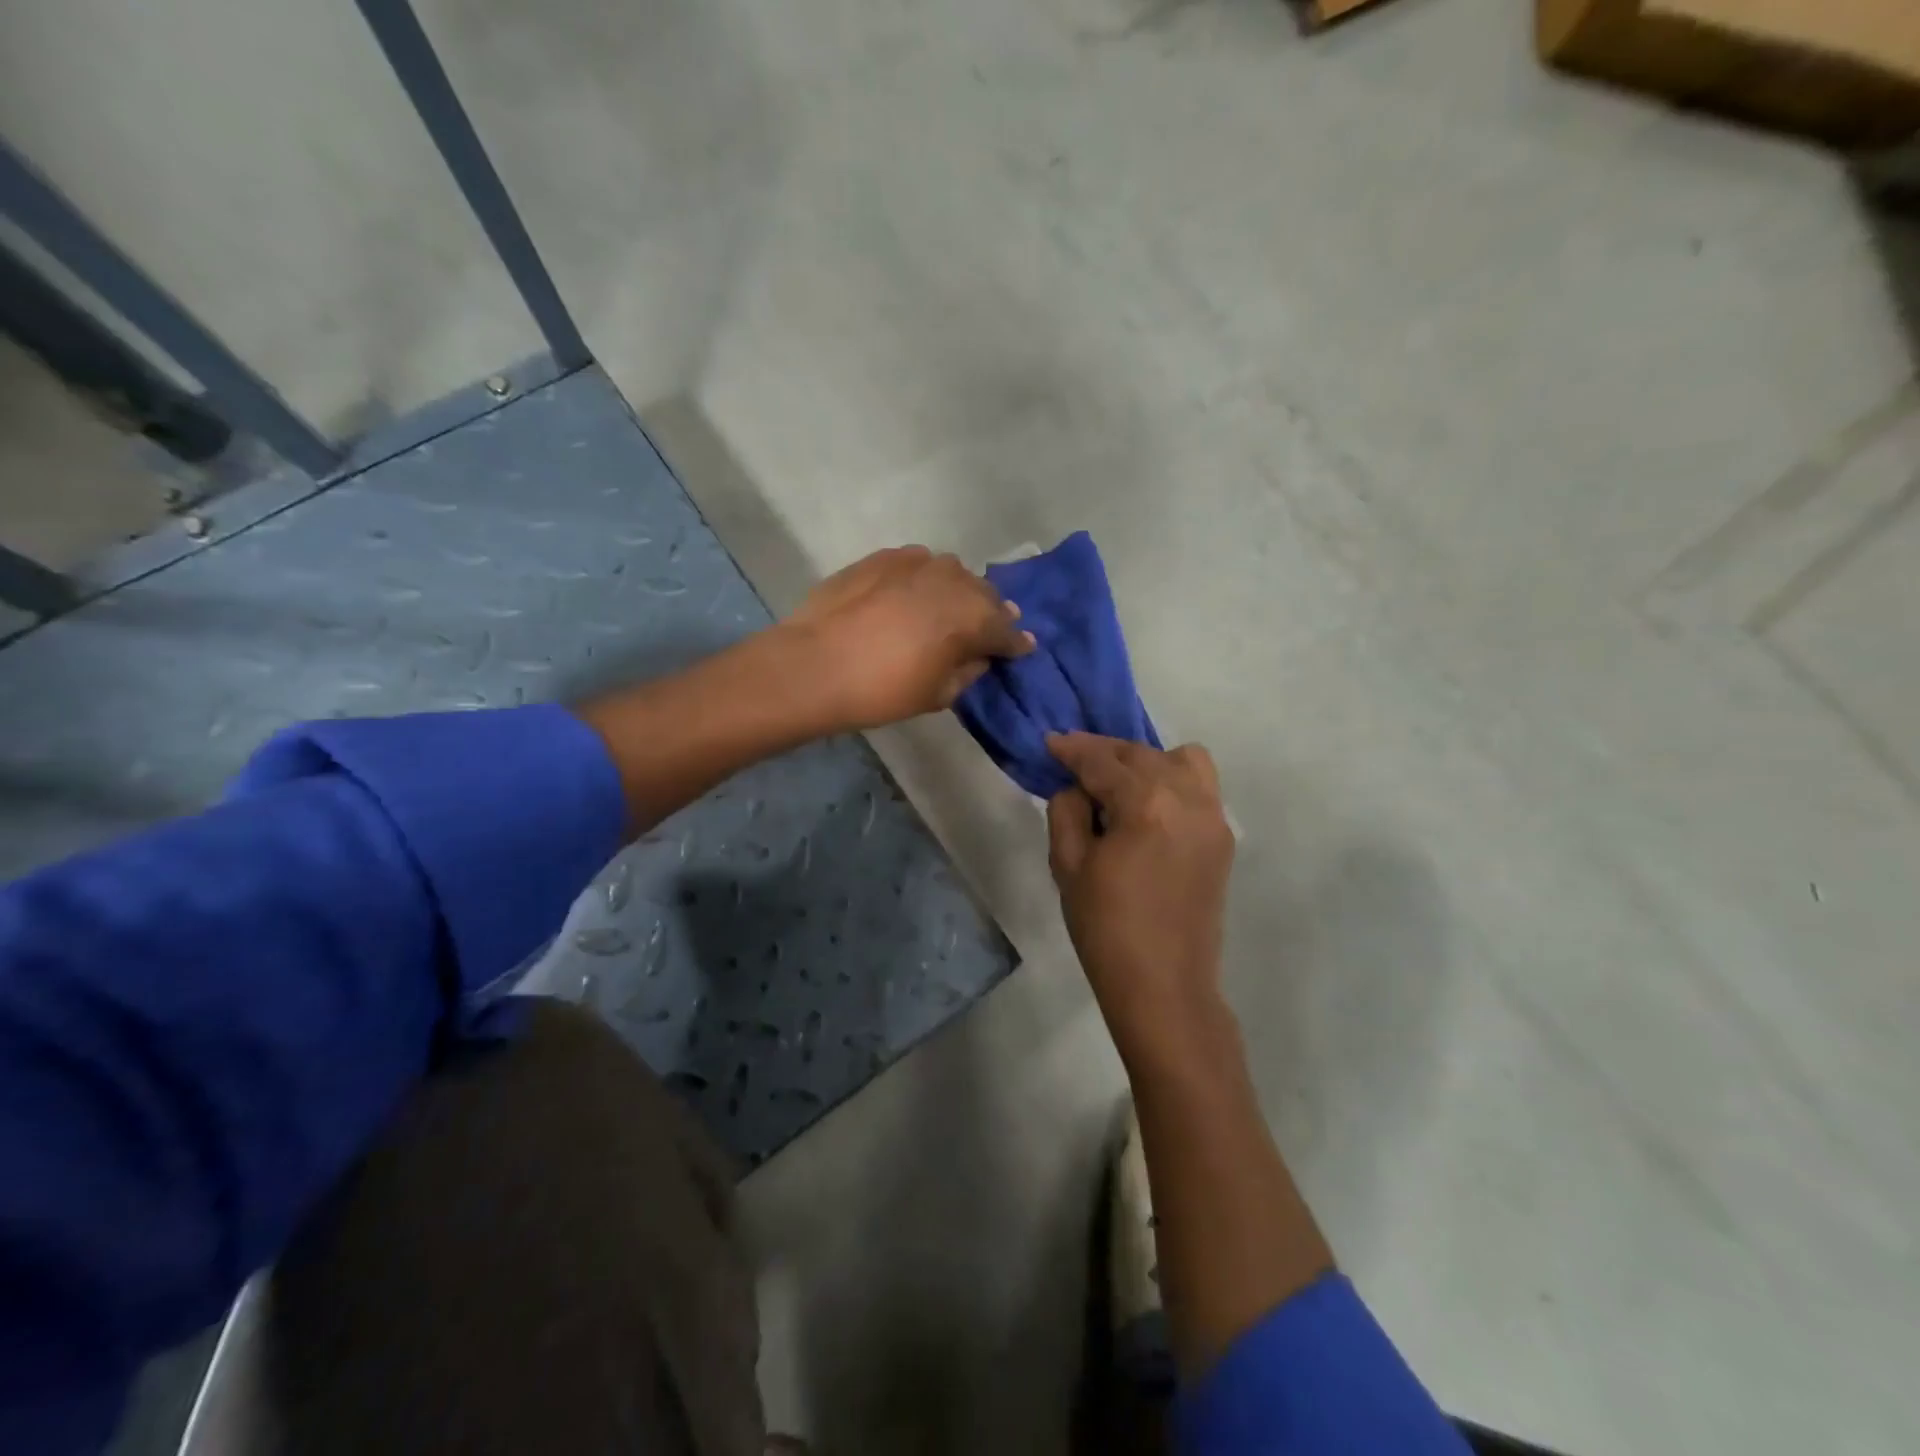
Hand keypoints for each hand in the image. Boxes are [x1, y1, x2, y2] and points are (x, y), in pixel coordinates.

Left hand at [784, 546, 1033, 731]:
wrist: (815, 664)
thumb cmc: (883, 690)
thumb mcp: (938, 694)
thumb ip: (968, 670)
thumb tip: (979, 655)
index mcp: (975, 617)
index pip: (1007, 630)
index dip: (1014, 644)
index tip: (1020, 649)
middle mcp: (955, 580)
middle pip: (984, 595)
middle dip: (989, 613)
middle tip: (985, 630)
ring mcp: (918, 562)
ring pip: (952, 574)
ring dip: (957, 592)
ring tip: (947, 608)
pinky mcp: (885, 557)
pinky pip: (918, 565)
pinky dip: (923, 579)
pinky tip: (911, 594)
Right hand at [1046, 733, 1235, 1068]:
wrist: (1164, 986)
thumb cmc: (1106, 928)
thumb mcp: (1068, 865)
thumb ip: (1066, 810)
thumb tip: (1076, 787)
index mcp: (1146, 803)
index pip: (1102, 761)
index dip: (1072, 749)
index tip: (1050, 742)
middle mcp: (1188, 797)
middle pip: (1141, 753)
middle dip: (1105, 752)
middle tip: (1074, 762)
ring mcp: (1212, 817)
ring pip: (1181, 760)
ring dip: (1145, 761)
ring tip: (1118, 784)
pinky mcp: (1222, 837)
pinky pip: (1199, 786)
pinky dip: (1172, 781)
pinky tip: (1147, 807)